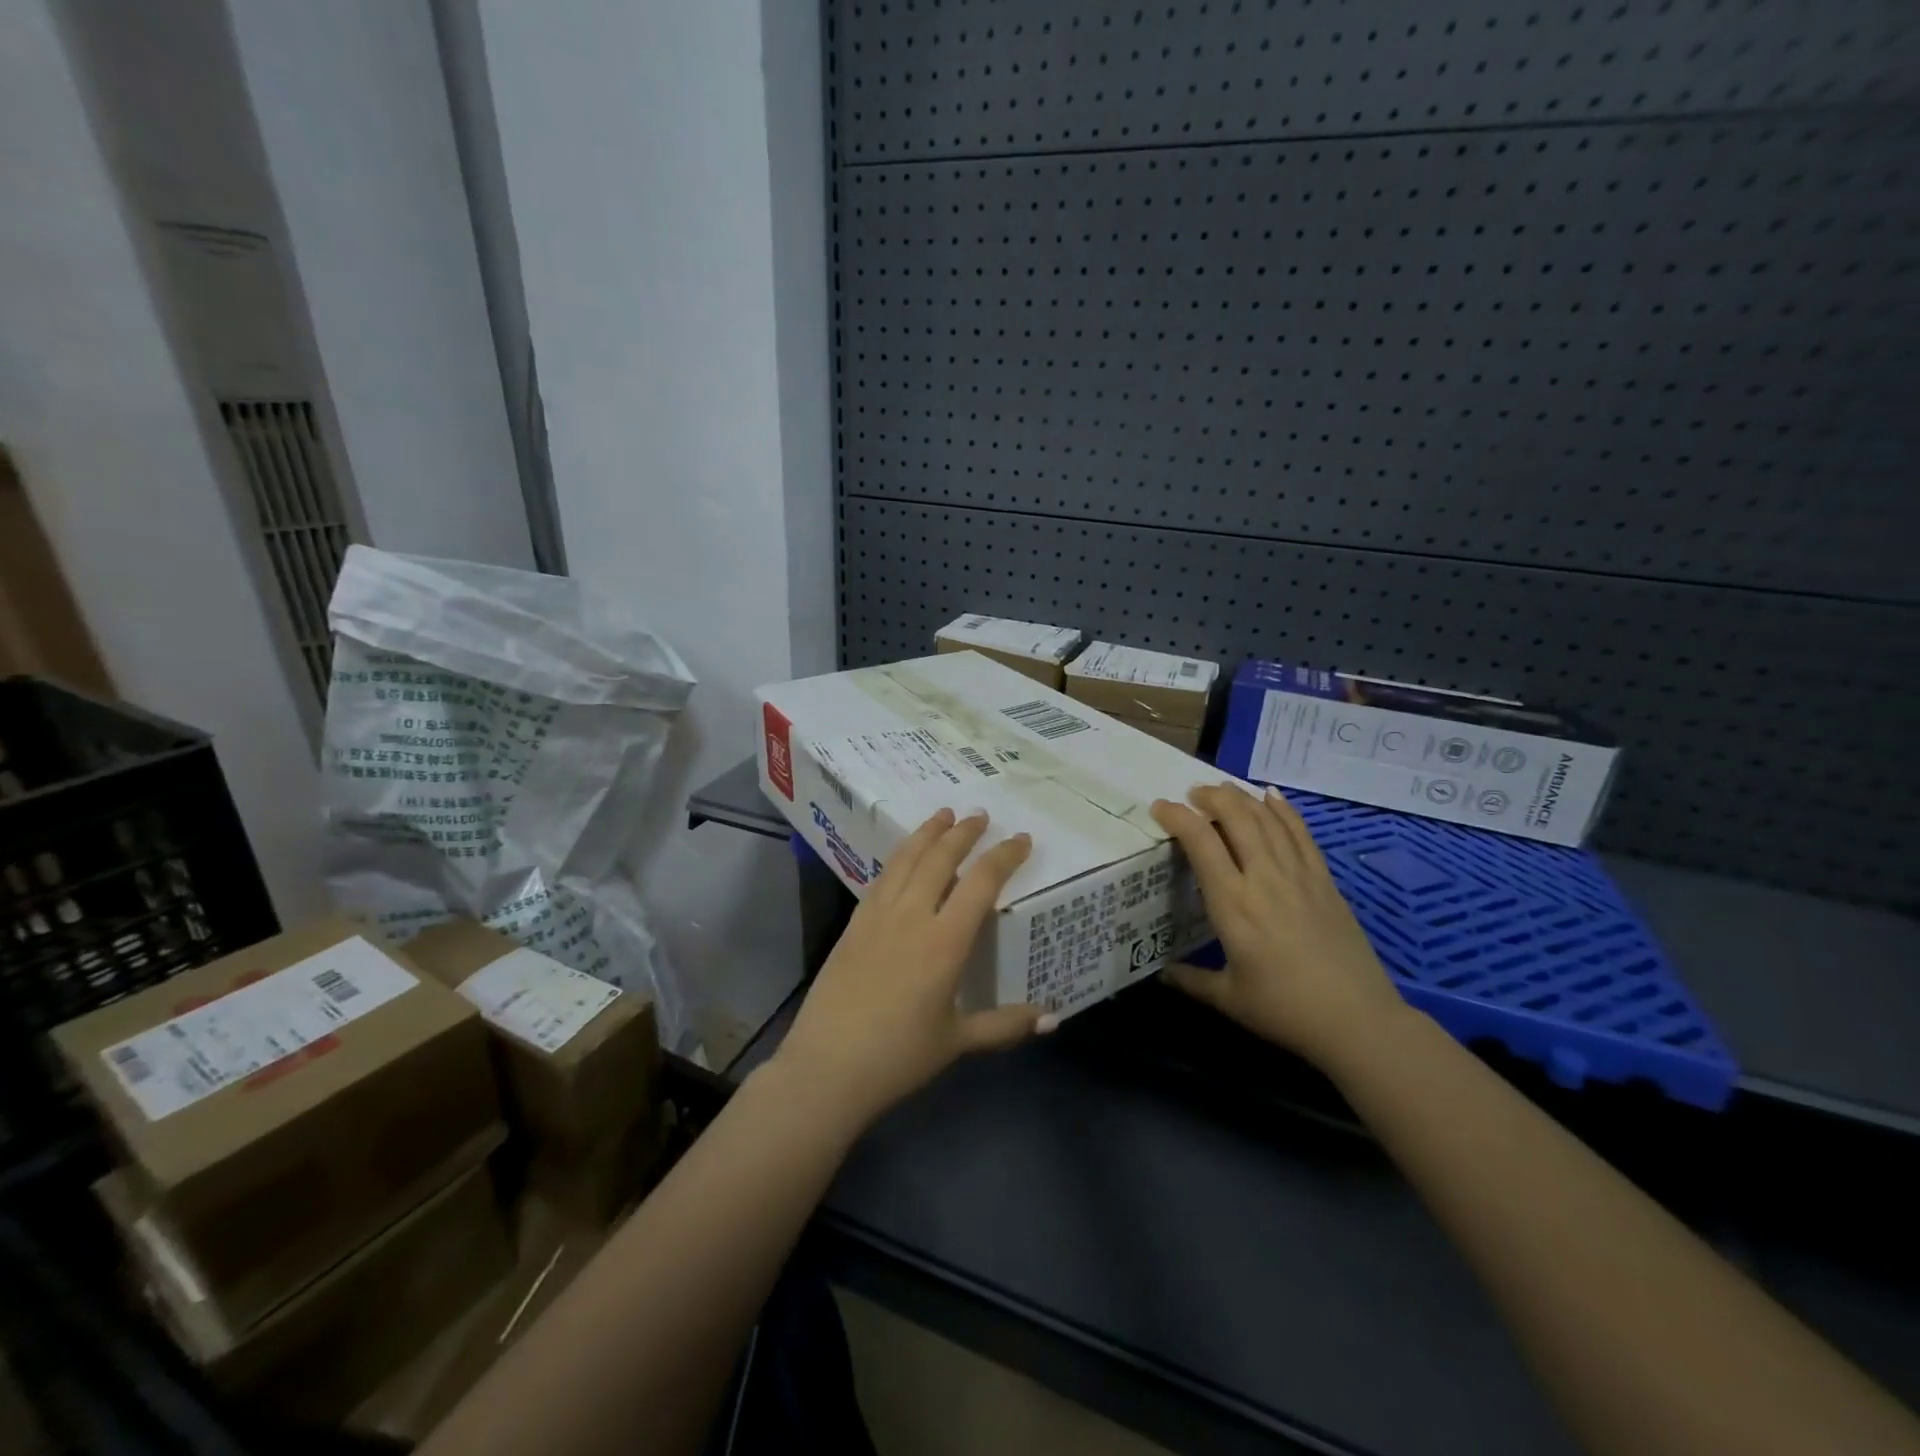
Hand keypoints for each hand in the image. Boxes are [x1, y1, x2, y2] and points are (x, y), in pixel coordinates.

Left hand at [769, 809, 1049, 1133]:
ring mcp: (878, 916)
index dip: (1004, 856)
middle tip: (980, 815)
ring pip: (906, 859)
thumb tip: (1052, 1018)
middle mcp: (912, 916)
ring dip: (927, 833)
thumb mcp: (957, 1041)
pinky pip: (881, 878)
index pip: (981, 883)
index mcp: (944, 942)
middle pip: (940, 858)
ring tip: (942, 815)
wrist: (827, 1067)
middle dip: (964, 832)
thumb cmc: (898, 1056)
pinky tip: (904, 857)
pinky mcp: (854, 924)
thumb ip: (1005, 1025)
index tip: (1021, 839)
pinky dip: (899, 857)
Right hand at [1151, 785, 1404, 1068]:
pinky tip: (1272, 796)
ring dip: (1242, 797)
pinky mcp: (1325, 881)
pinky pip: (1301, 834)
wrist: (1358, 1020)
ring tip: (1223, 789)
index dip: (1177, 817)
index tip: (1160, 807)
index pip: (1201, 842)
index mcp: (1233, 904)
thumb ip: (1191, 980)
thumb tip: (1161, 974)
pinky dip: (1284, 810)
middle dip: (1211, 797)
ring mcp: (1298, 876)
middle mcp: (1264, 879)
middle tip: (1193, 793)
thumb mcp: (1229, 998)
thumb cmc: (1285, 1010)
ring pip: (1268, 820)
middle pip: (1237, 818)